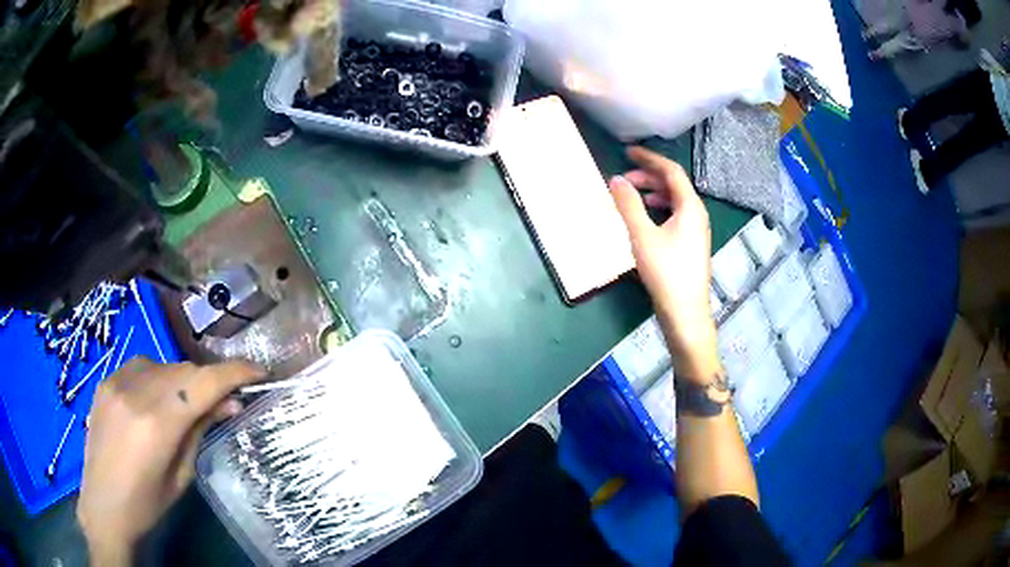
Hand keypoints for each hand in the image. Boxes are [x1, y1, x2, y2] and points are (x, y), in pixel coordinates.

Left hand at [78, 358, 263, 564]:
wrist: (102, 505)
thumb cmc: (147, 504)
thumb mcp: (181, 476)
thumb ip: (199, 431)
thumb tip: (228, 403)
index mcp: (157, 424)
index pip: (203, 382)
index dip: (235, 372)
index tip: (259, 372)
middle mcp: (135, 392)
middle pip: (185, 370)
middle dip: (210, 381)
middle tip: (225, 401)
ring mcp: (116, 382)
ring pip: (164, 365)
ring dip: (184, 380)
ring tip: (188, 404)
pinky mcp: (105, 381)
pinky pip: (141, 366)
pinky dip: (159, 377)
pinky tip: (157, 398)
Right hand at [609, 147, 720, 380]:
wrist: (685, 313)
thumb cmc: (666, 272)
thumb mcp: (642, 236)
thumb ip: (628, 204)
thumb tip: (615, 179)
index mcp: (690, 206)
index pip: (671, 171)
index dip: (648, 158)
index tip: (627, 151)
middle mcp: (697, 213)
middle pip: (673, 184)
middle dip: (647, 177)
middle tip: (622, 180)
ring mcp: (696, 230)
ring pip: (674, 200)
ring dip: (652, 193)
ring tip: (630, 197)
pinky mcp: (690, 244)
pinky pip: (674, 215)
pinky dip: (657, 209)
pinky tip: (644, 219)